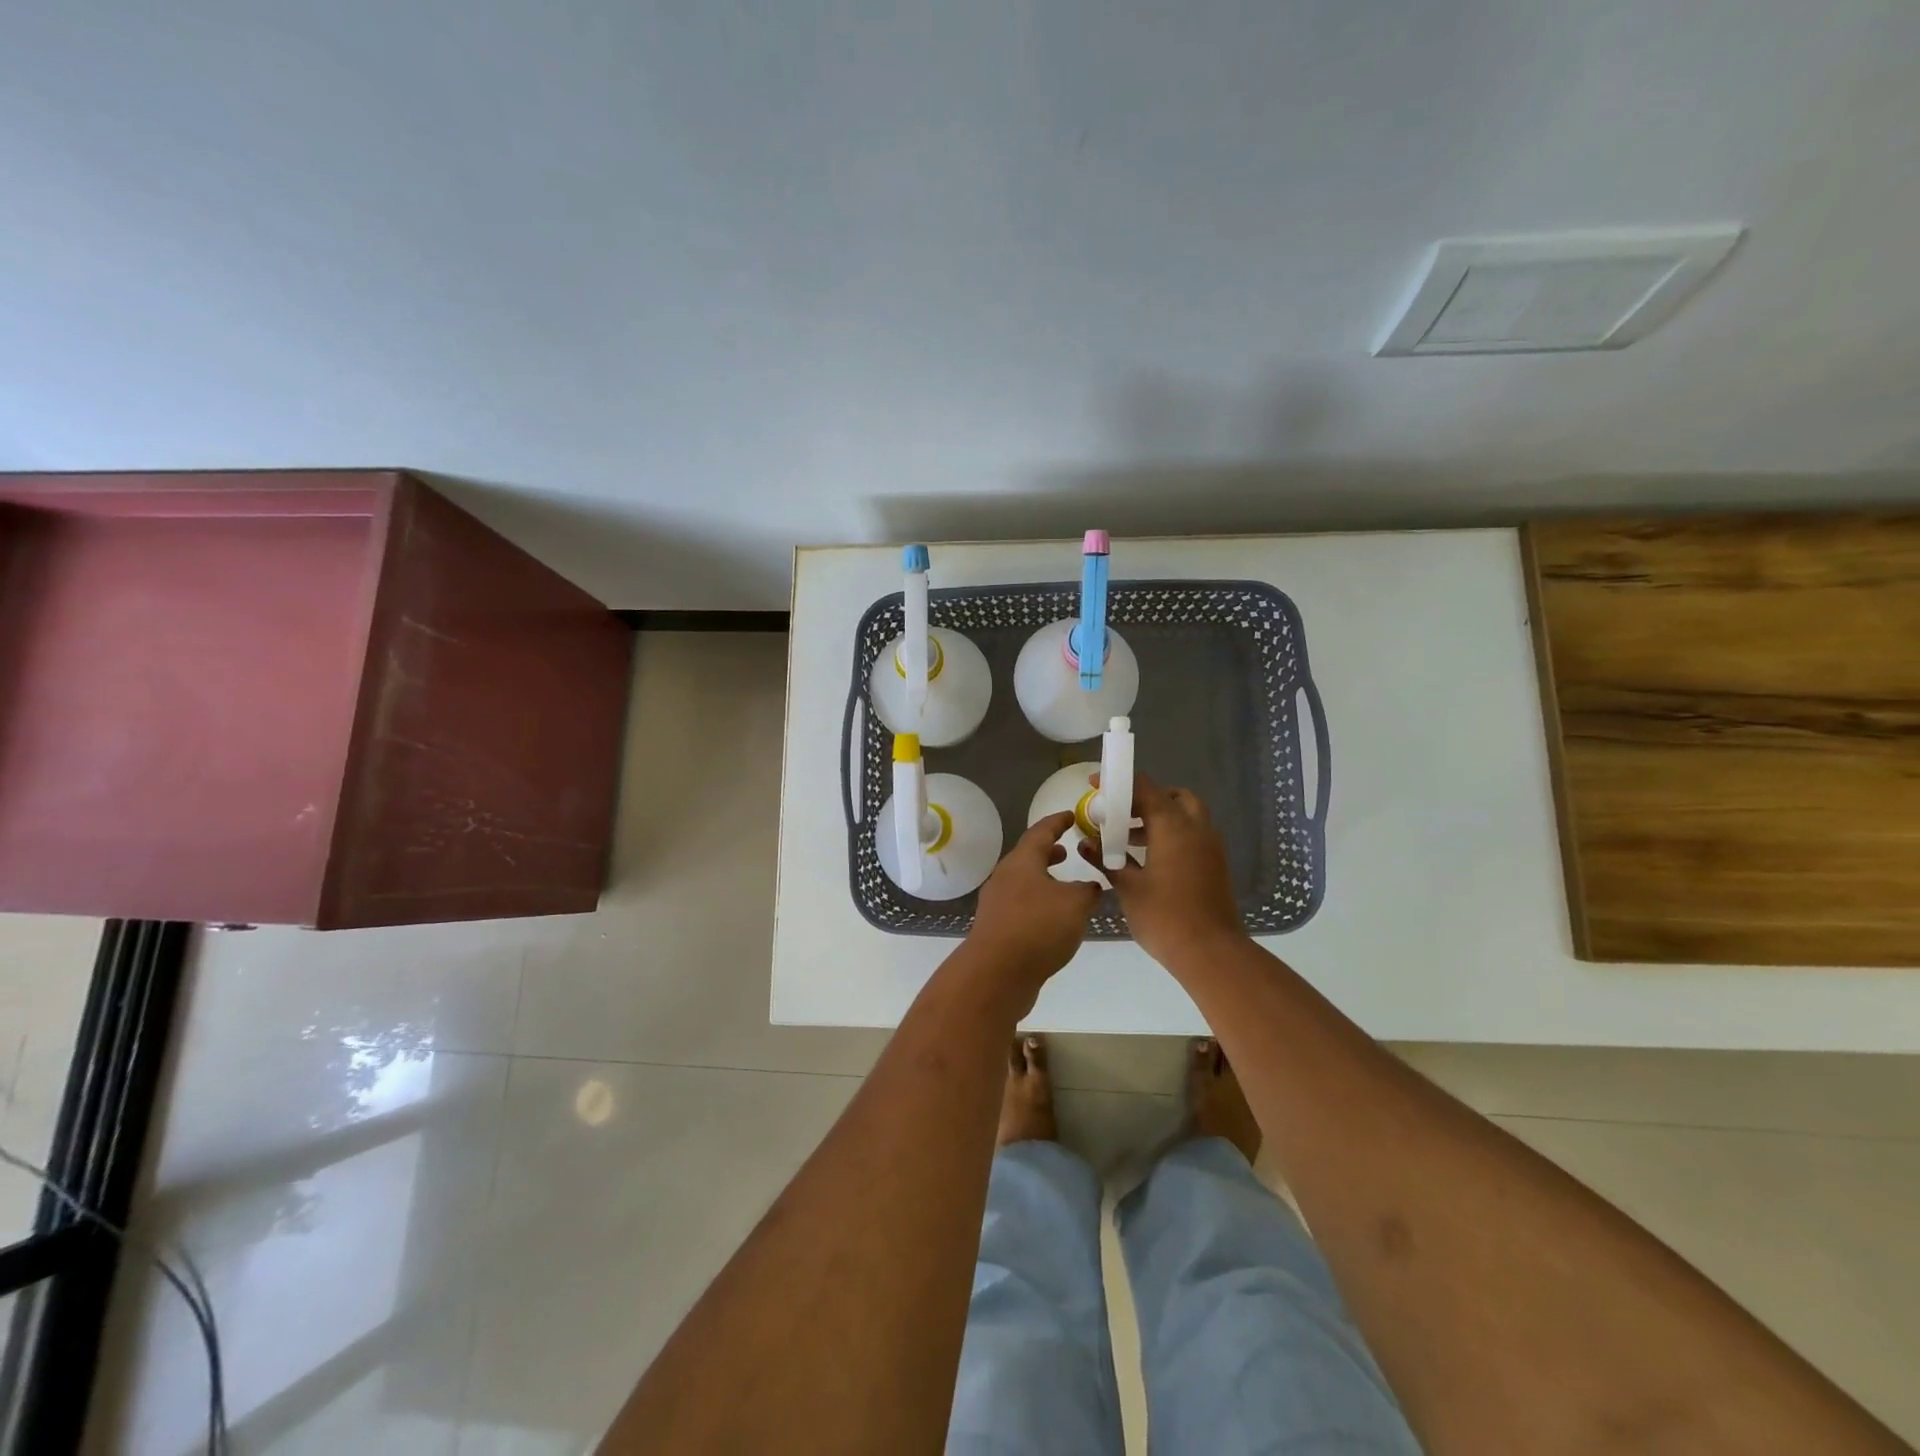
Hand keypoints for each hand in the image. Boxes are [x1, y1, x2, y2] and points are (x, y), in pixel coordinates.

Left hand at [965, 812, 1101, 1000]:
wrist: (996, 974)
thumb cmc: (1037, 928)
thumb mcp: (1075, 905)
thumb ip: (1088, 891)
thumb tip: (1091, 887)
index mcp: (1021, 862)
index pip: (1040, 831)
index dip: (1058, 822)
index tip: (1071, 816)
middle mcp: (1005, 877)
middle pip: (1028, 856)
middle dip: (1049, 852)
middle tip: (1069, 850)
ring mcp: (997, 902)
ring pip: (1024, 881)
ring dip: (1044, 879)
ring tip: (1065, 886)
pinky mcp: (997, 927)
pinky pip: (1021, 904)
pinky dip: (1039, 901)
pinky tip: (1054, 918)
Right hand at [1091, 775, 1245, 967]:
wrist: (1211, 953)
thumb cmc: (1164, 916)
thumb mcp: (1127, 887)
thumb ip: (1106, 860)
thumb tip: (1085, 843)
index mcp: (1174, 827)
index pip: (1145, 789)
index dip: (1119, 783)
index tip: (1096, 785)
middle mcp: (1196, 828)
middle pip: (1172, 797)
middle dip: (1146, 799)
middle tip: (1120, 813)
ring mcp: (1209, 847)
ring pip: (1186, 816)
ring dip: (1158, 818)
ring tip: (1127, 838)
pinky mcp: (1214, 865)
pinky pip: (1192, 835)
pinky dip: (1171, 834)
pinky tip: (1147, 858)